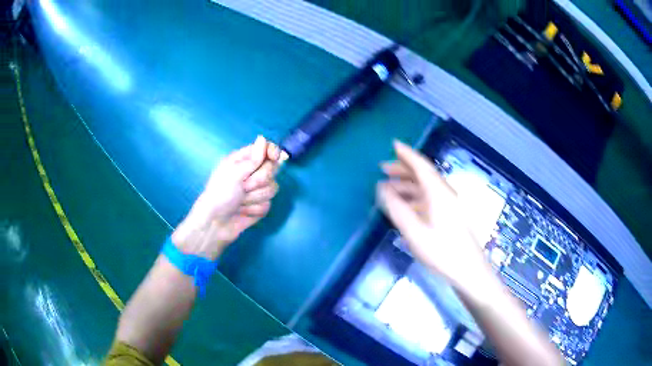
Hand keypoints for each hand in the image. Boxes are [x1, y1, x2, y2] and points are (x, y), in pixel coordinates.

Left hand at [171, 136, 282, 259]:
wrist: (215, 223)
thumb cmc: (220, 193)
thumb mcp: (234, 172)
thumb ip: (253, 158)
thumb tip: (263, 138)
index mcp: (243, 160)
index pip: (266, 149)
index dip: (272, 152)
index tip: (274, 158)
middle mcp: (251, 173)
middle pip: (272, 169)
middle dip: (258, 180)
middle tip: (243, 187)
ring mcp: (256, 190)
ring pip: (272, 188)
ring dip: (255, 197)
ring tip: (240, 202)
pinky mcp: (260, 205)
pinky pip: (268, 204)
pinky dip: (255, 209)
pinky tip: (243, 211)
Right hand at [376, 140, 490, 291]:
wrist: (468, 270)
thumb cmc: (441, 251)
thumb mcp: (414, 231)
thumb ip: (397, 209)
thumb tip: (382, 189)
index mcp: (438, 193)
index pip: (421, 166)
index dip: (407, 154)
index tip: (393, 145)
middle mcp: (445, 194)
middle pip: (424, 174)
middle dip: (403, 169)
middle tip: (383, 169)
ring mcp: (449, 205)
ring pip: (426, 187)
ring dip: (408, 184)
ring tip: (389, 188)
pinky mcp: (450, 215)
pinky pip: (430, 199)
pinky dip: (415, 197)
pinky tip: (405, 206)